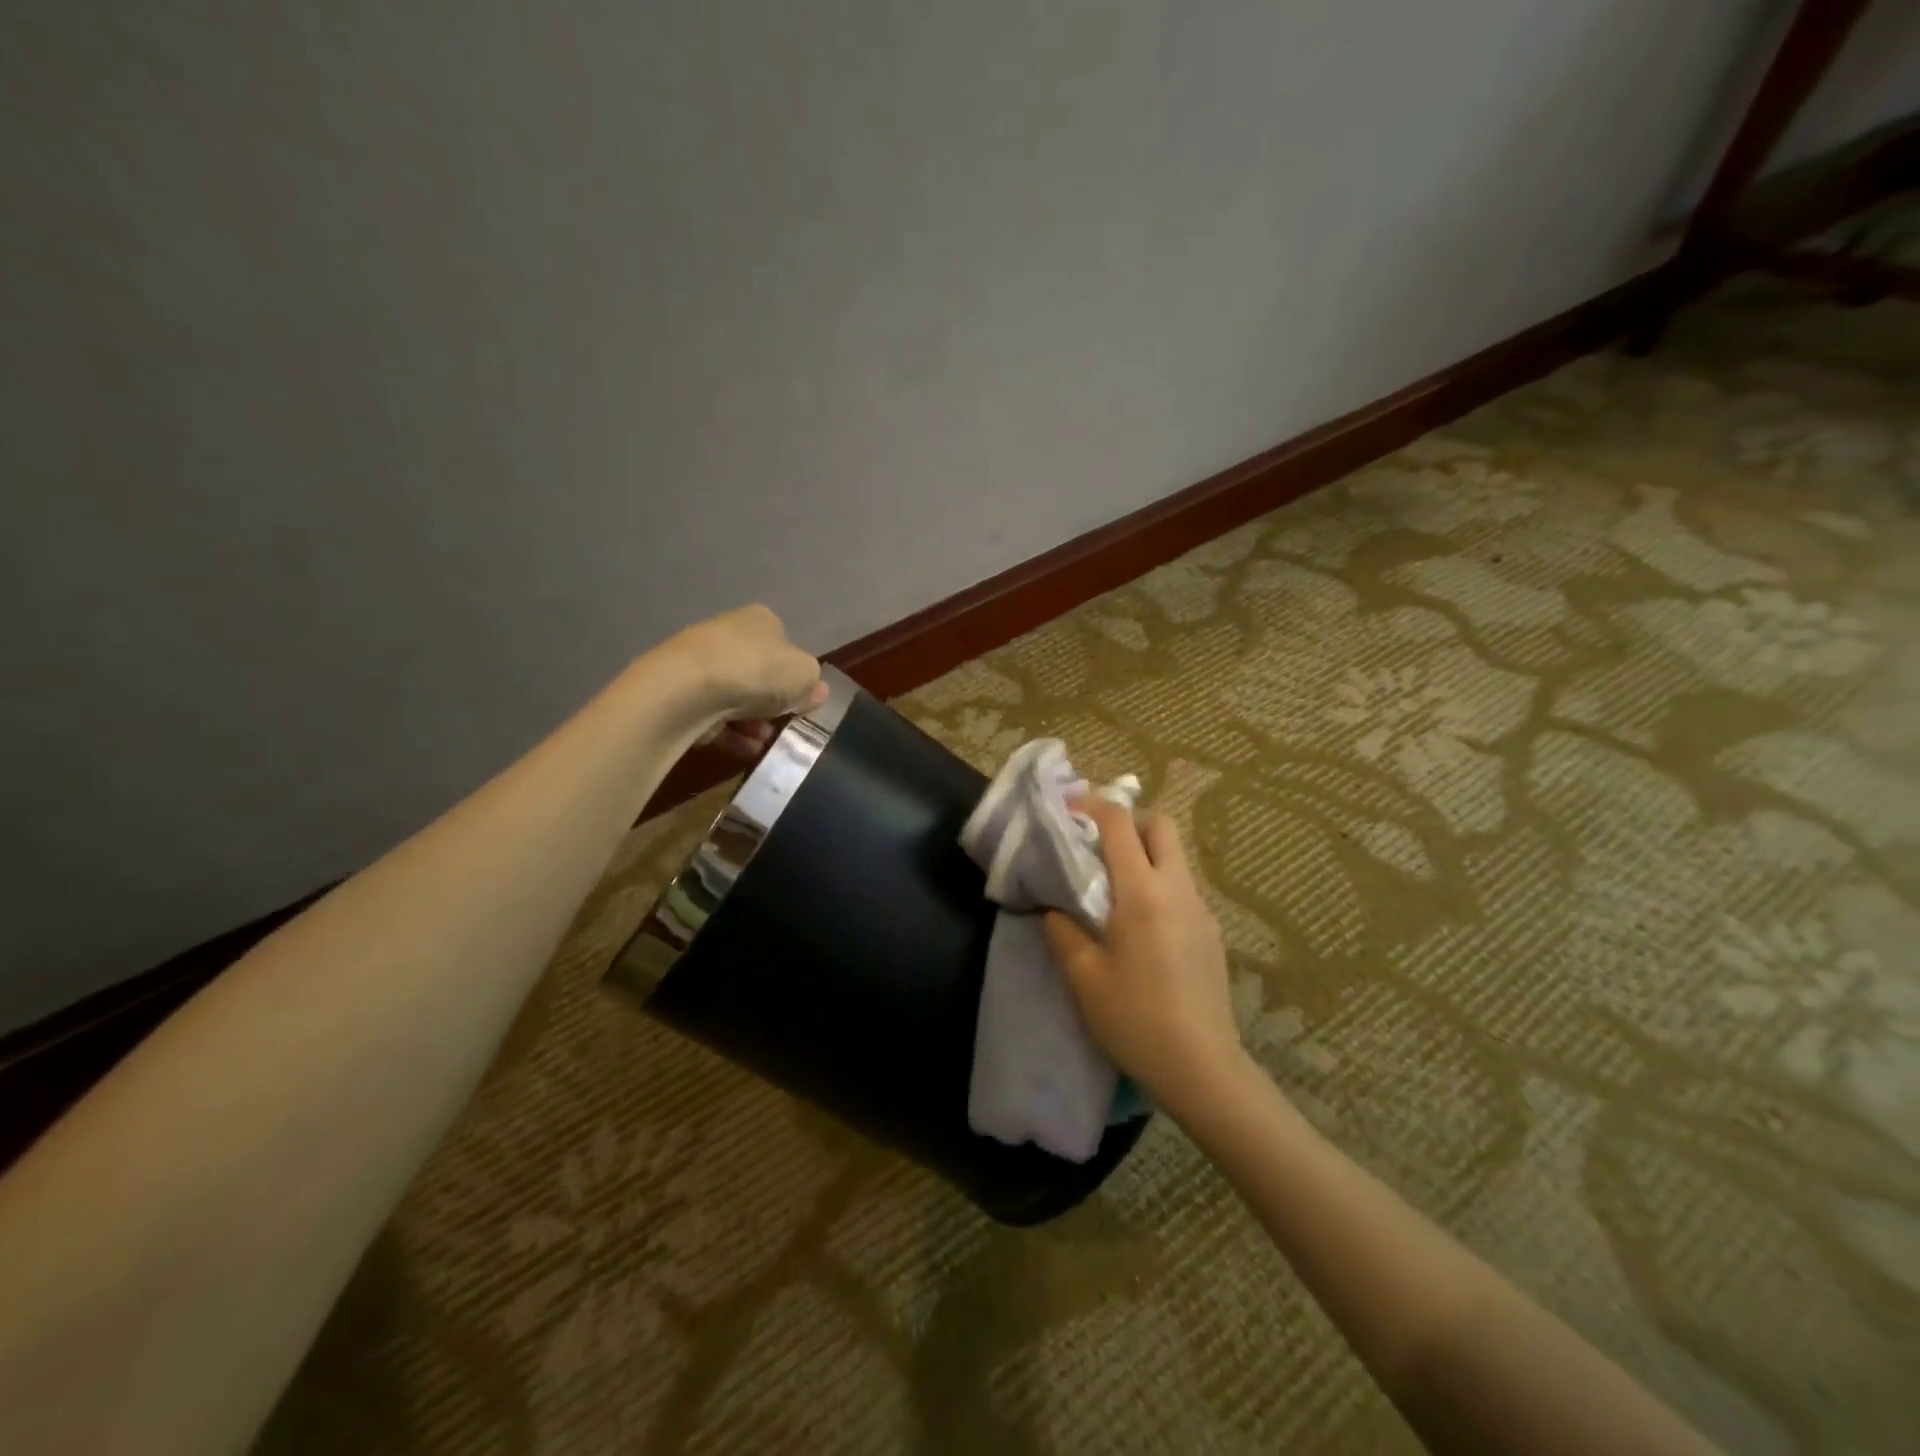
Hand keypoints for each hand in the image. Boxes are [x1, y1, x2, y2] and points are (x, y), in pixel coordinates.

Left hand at [660, 604, 825, 730]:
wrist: (687, 689)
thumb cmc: (757, 671)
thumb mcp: (805, 675)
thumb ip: (814, 684)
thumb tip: (815, 691)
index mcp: (761, 620)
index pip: (785, 646)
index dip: (795, 676)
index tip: (801, 702)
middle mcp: (728, 633)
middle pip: (758, 673)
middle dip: (772, 703)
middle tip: (784, 726)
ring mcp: (699, 662)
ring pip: (736, 697)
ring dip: (753, 723)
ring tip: (765, 744)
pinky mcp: (679, 692)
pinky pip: (713, 716)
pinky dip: (731, 734)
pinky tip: (744, 750)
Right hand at [1043, 800, 1243, 1116]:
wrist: (1202, 1068)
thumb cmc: (1135, 1019)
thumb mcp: (1083, 977)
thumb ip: (1062, 931)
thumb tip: (1052, 907)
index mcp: (1143, 893)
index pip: (1120, 824)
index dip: (1092, 806)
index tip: (1067, 809)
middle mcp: (1178, 889)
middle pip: (1161, 825)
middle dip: (1128, 820)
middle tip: (1096, 842)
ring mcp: (1201, 909)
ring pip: (1175, 855)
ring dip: (1144, 851)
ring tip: (1113, 882)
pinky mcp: (1211, 932)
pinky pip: (1182, 886)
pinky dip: (1158, 881)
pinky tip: (1140, 922)